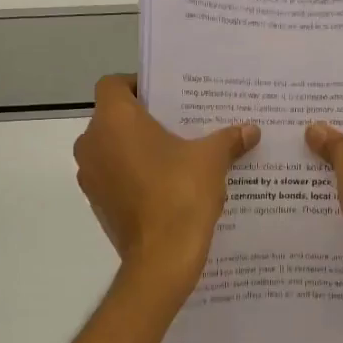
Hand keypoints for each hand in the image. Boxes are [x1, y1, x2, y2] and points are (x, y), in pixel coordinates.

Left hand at [74, 75, 259, 287]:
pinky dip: (133, 175)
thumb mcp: (212, 159)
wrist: (161, 258)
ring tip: (176, 155)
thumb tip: (252, 130)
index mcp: (114, 120)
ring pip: (112, 148)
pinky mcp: (97, 203)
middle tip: (179, 124)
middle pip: (114, 117)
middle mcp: (93, 142)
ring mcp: (90, 176)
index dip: (138, 85)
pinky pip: (114, 176)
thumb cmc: (181, 193)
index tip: (167, 96)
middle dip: (143, 119)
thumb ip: (228, 139)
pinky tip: (166, 185)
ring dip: (137, 149)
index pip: (114, 84)